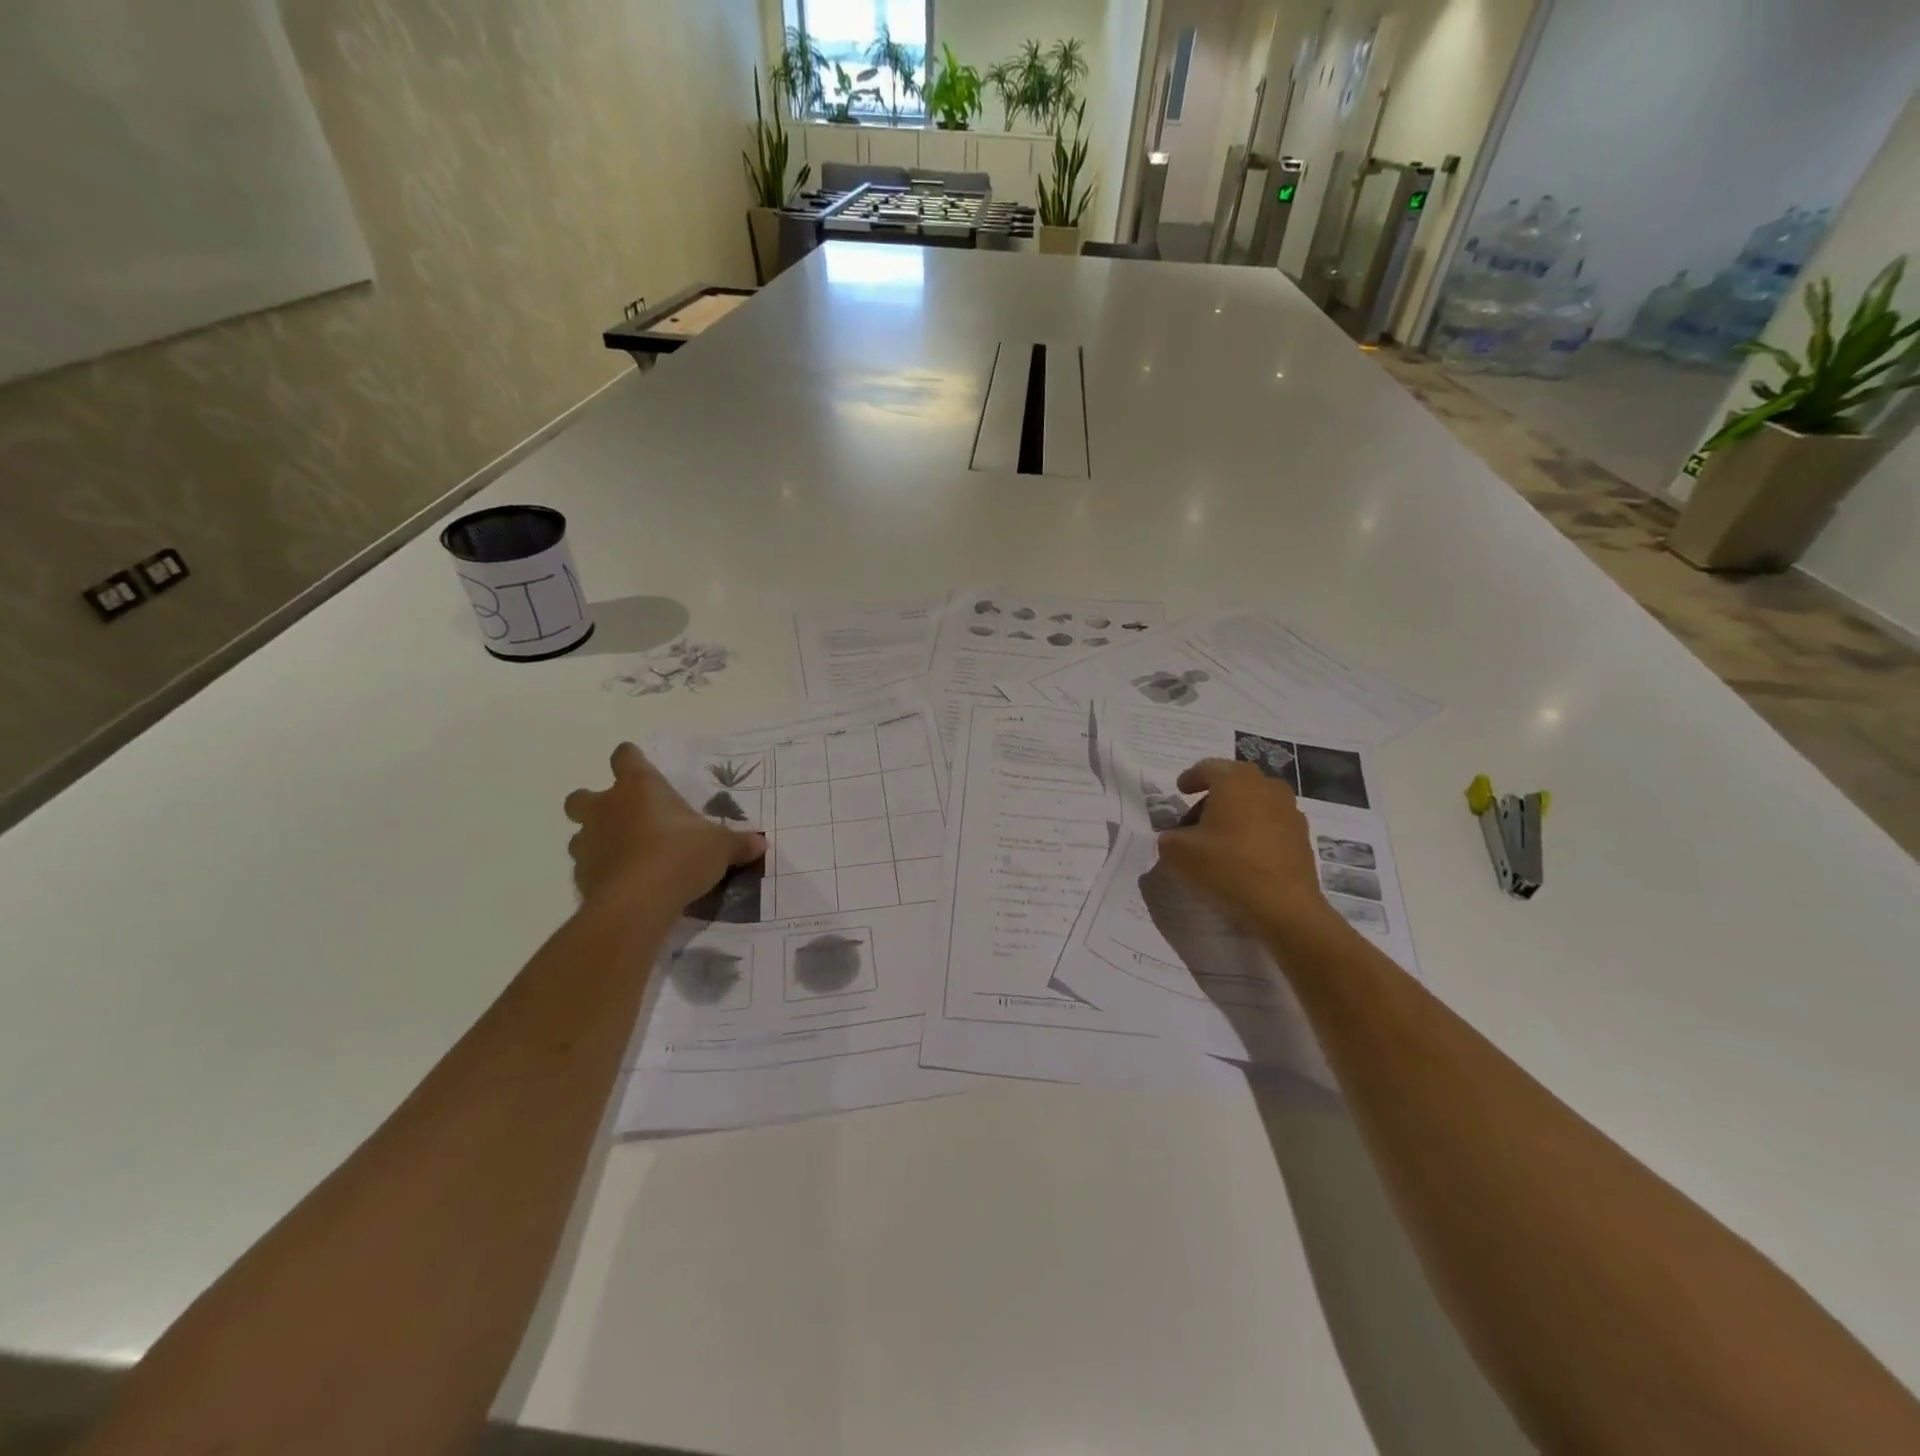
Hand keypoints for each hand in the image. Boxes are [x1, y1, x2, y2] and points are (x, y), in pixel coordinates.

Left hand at [563, 744, 764, 907]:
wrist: (637, 903)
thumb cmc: (680, 856)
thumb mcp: (721, 847)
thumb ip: (738, 843)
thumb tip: (761, 842)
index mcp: (639, 788)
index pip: (625, 757)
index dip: (631, 760)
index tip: (642, 769)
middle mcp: (606, 808)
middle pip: (582, 796)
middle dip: (596, 804)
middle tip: (624, 818)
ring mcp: (588, 843)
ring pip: (580, 834)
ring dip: (597, 841)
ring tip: (627, 857)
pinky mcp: (581, 878)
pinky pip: (588, 869)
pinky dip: (603, 874)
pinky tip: (625, 886)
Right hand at [1154, 758, 1339, 946]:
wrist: (1283, 906)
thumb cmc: (1226, 867)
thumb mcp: (1178, 853)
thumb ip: (1168, 838)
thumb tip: (1173, 838)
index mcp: (1235, 780)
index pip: (1208, 767)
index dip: (1190, 778)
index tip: (1180, 790)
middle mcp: (1266, 786)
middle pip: (1233, 782)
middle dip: (1212, 797)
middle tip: (1194, 820)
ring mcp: (1289, 810)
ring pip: (1255, 802)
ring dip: (1235, 813)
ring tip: (1218, 840)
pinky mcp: (1302, 836)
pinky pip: (1271, 823)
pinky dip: (1254, 831)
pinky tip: (1242, 855)